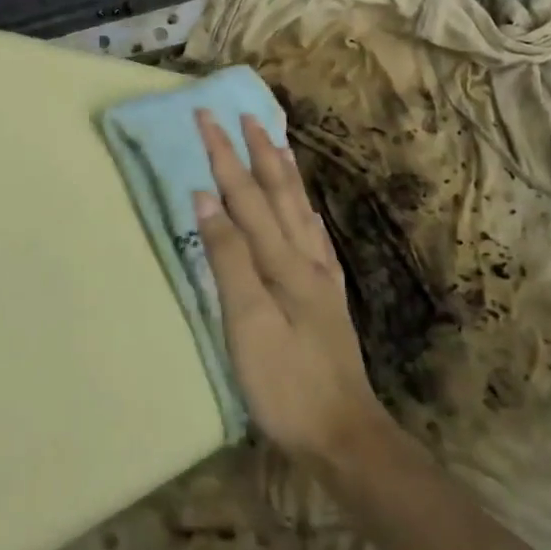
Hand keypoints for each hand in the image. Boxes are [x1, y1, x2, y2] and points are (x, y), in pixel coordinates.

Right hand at [193, 111, 388, 464]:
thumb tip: (207, 199)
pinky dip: (304, 212)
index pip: (247, 196)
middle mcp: (305, 258)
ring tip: (276, 143)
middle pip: (278, 193)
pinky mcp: (326, 298)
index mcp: (283, 261)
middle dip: (257, 151)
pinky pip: (314, 238)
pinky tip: (306, 210)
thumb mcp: (247, 323)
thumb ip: (229, 258)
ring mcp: (320, 278)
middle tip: (243, 115)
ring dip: (284, 172)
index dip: (225, 155)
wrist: (344, 434)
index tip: (206, 117)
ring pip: (300, 209)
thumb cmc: (286, 384)